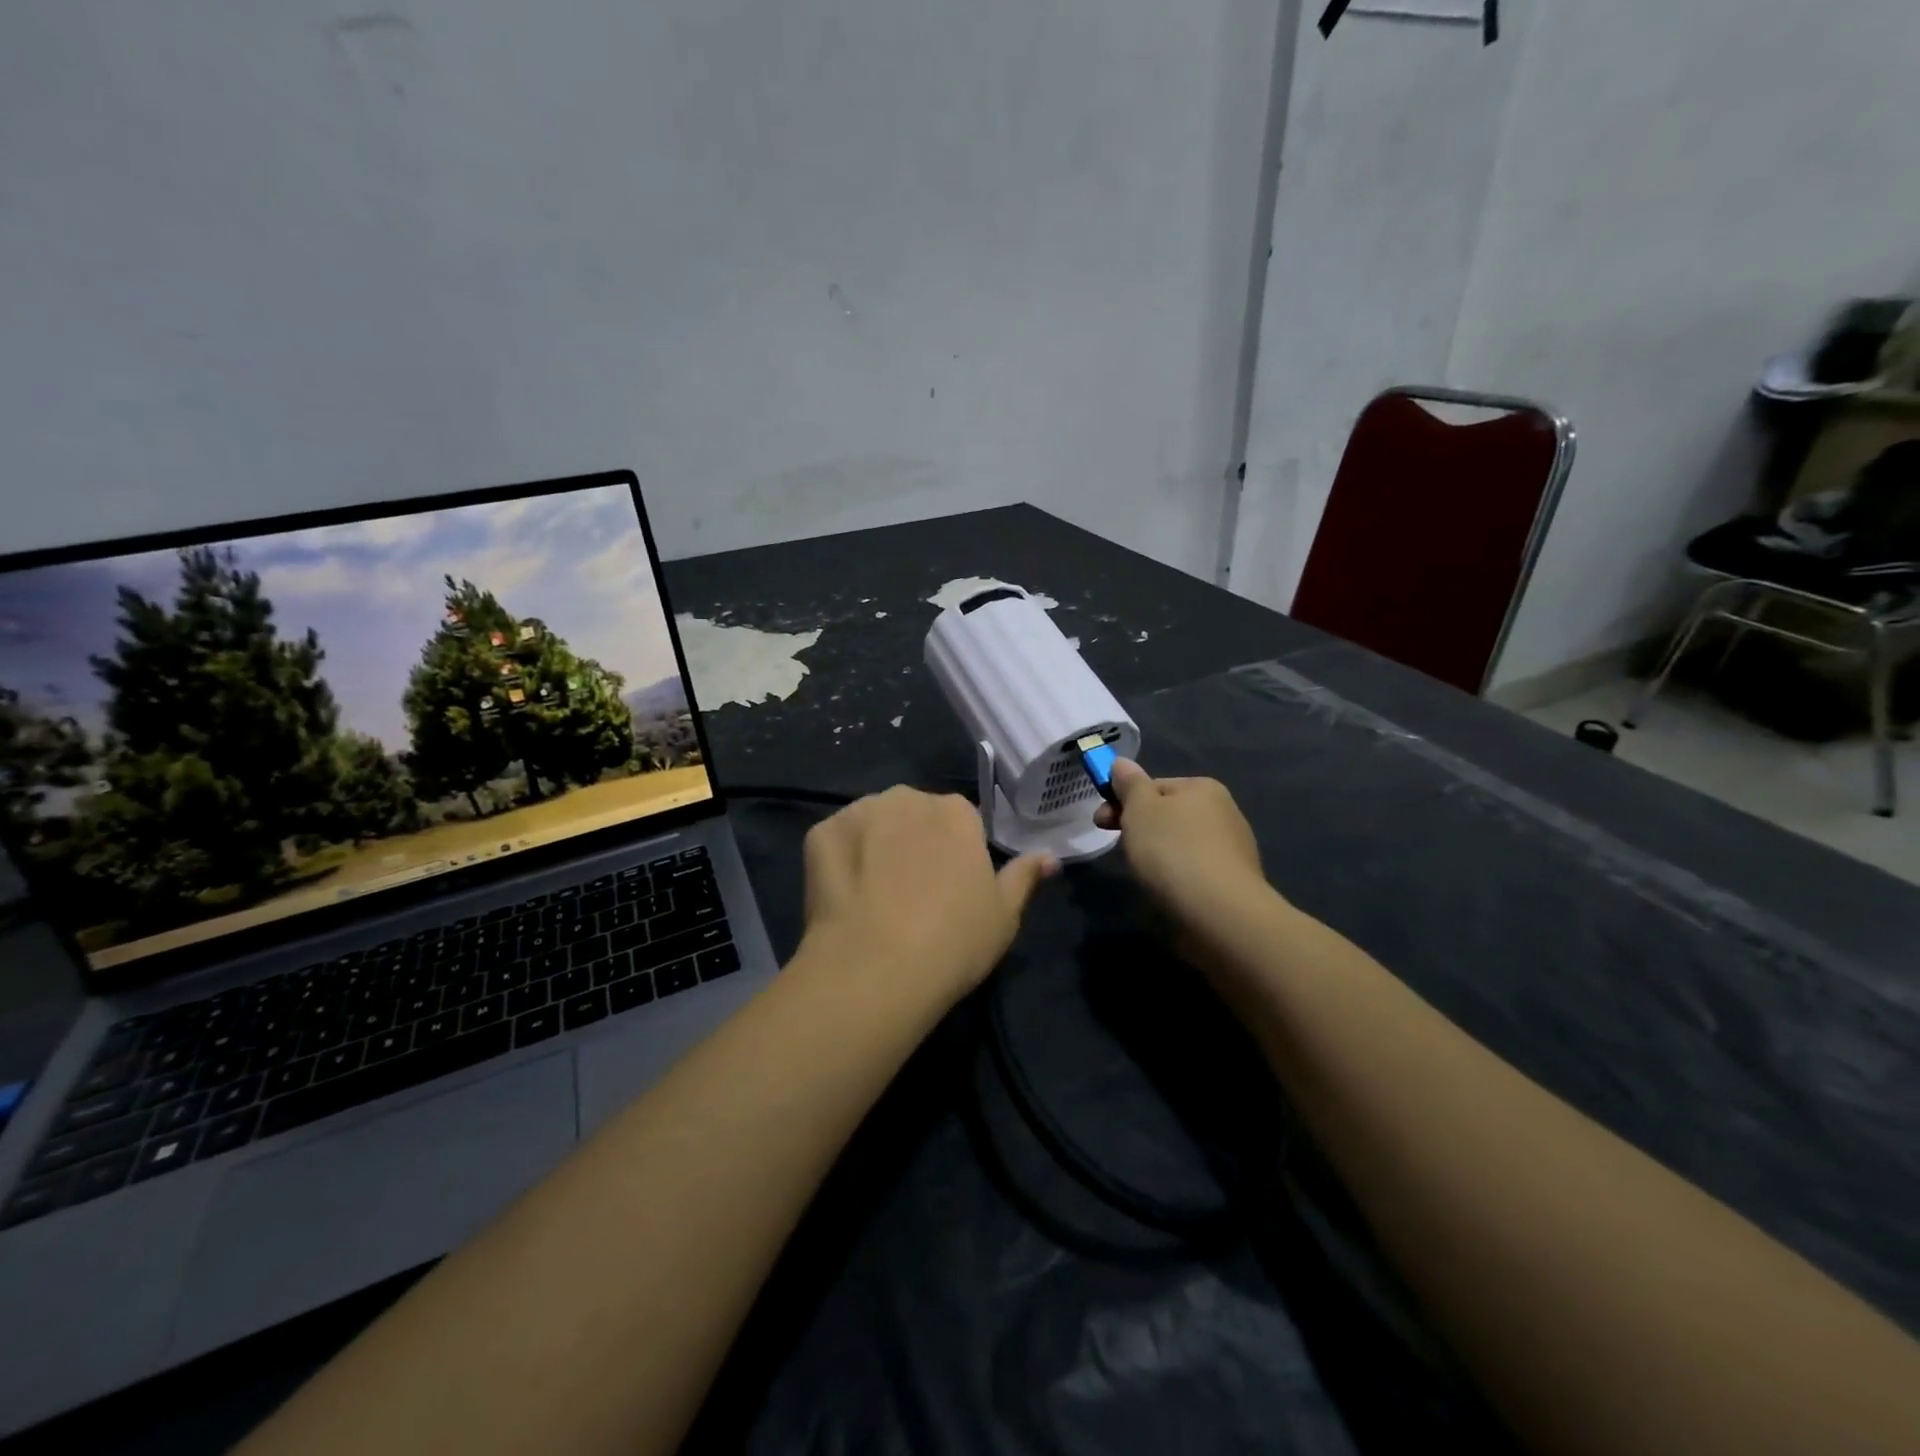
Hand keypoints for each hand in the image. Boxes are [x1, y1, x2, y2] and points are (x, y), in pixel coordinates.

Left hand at [800, 786, 1056, 1004]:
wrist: (876, 969)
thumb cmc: (953, 941)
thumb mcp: (1004, 914)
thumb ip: (1025, 876)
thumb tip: (1049, 856)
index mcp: (955, 811)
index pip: (960, 822)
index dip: (955, 856)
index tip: (950, 890)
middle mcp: (907, 797)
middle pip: (913, 816)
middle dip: (914, 843)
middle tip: (912, 894)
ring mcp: (859, 812)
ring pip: (873, 824)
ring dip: (875, 846)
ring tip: (874, 898)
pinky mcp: (820, 833)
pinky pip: (836, 841)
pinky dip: (840, 861)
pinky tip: (845, 898)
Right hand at [1094, 760, 1265, 926]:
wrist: (1219, 912)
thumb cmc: (1173, 850)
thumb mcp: (1140, 809)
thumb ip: (1129, 784)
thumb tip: (1121, 763)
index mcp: (1203, 788)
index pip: (1153, 786)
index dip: (1123, 801)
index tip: (1101, 822)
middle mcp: (1224, 812)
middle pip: (1168, 814)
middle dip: (1139, 828)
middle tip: (1119, 849)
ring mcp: (1232, 848)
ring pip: (1180, 843)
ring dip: (1157, 853)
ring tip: (1144, 874)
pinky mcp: (1233, 882)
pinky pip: (1194, 869)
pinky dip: (1176, 875)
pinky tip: (1167, 890)